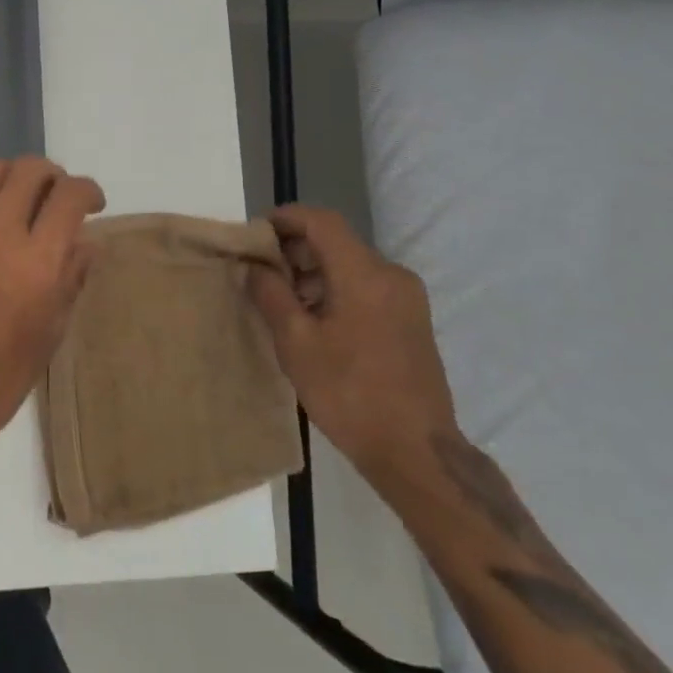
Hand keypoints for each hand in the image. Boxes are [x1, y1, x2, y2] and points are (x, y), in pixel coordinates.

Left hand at [0, 158, 106, 470]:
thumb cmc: (3, 375)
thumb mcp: (52, 331)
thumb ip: (72, 276)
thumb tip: (85, 242)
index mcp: (37, 262)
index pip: (70, 195)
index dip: (88, 190)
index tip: (92, 203)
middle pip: (29, 170)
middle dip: (52, 175)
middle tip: (56, 196)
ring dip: (13, 178)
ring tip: (19, 199)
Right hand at [248, 206, 458, 486]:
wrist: (417, 454)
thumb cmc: (350, 394)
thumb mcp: (296, 343)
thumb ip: (271, 294)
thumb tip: (255, 266)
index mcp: (365, 274)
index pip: (321, 221)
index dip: (285, 218)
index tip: (255, 234)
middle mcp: (391, 275)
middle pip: (336, 241)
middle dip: (295, 248)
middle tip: (261, 271)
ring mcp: (407, 298)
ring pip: (351, 264)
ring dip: (314, 271)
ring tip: (282, 299)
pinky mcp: (412, 320)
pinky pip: (366, 286)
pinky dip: (335, 288)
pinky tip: (313, 319)